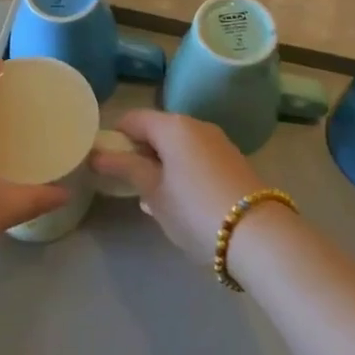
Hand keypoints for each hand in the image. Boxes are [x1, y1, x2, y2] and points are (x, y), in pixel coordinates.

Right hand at [89, 110, 266, 264]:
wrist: (257, 235)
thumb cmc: (194, 210)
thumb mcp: (153, 192)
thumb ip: (125, 168)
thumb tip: (97, 154)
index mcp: (172, 125)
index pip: (132, 119)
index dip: (115, 138)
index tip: (105, 164)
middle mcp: (195, 124)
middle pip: (157, 129)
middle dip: (140, 152)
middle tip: (129, 185)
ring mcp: (218, 141)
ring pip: (179, 144)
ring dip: (162, 163)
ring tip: (155, 197)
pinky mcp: (233, 160)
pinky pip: (197, 156)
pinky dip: (183, 169)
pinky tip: (183, 201)